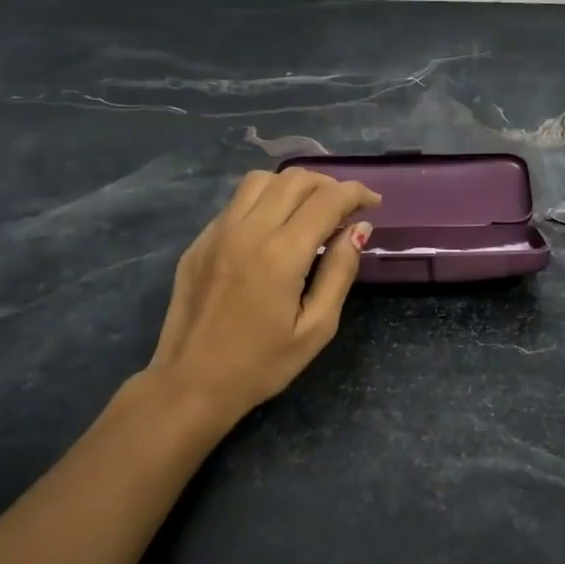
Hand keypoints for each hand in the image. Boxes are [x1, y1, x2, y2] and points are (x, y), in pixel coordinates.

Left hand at [145, 168, 380, 422]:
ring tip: (310, 209)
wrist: (191, 383)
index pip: (326, 200)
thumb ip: (340, 272)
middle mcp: (247, 231)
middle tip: (346, 208)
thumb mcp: (316, 328)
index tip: (373, 203)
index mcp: (281, 255)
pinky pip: (236, 203)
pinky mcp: (199, 242)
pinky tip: (274, 228)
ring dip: (293, 185)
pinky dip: (264, 201)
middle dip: (328, 184)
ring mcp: (217, 233)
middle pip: (294, 180)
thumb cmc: (262, 365)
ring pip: (260, 181)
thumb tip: (358, 230)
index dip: (356, 193)